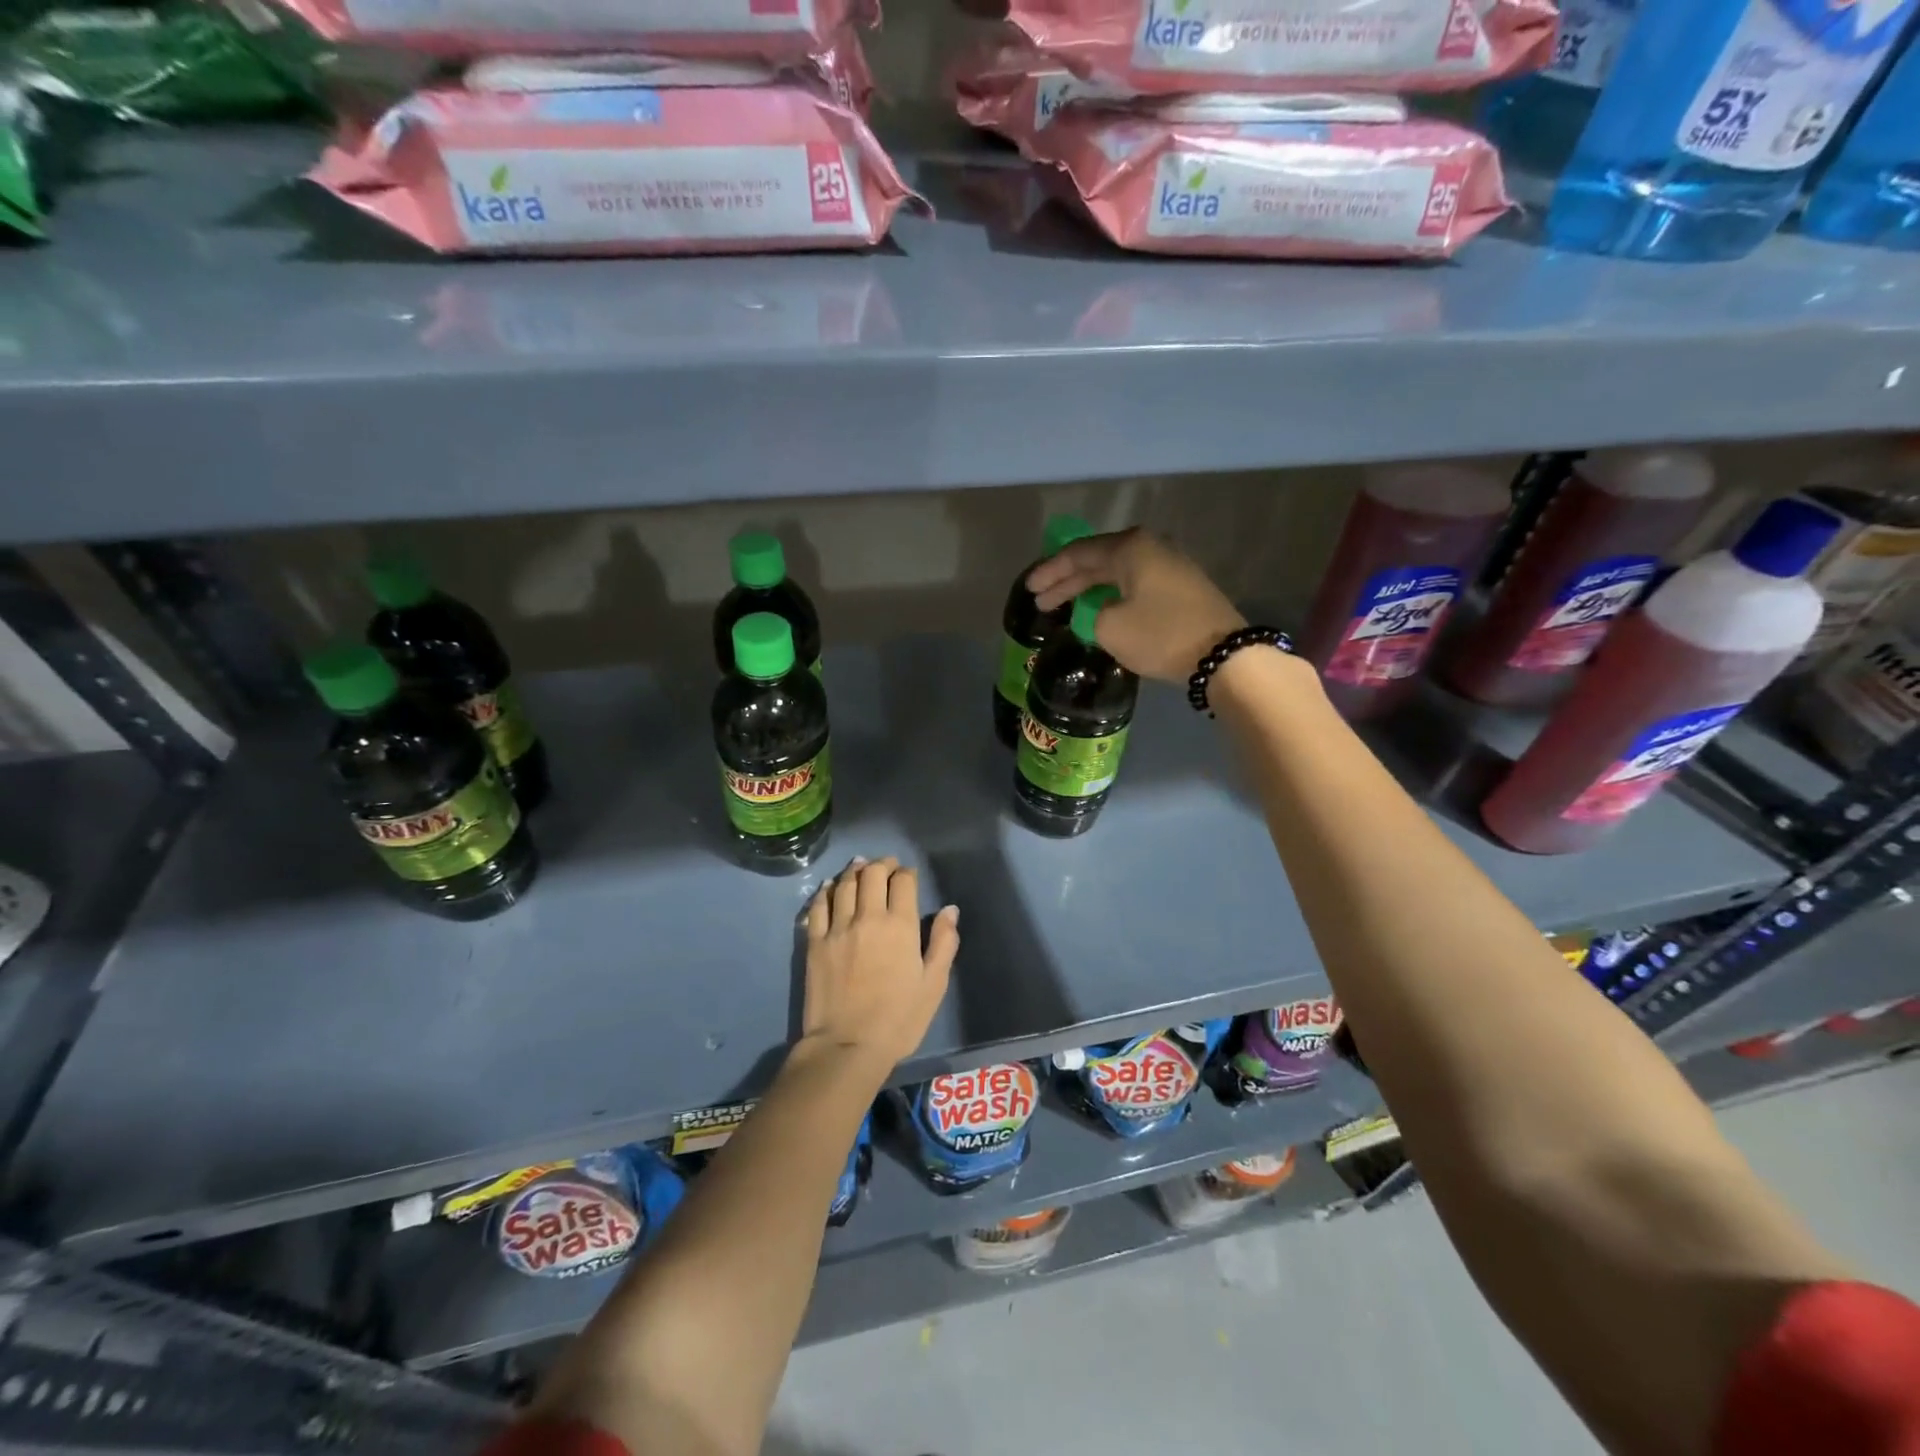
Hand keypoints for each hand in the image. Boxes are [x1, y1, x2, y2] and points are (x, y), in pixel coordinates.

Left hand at [800, 857, 958, 1073]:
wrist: (847, 1046)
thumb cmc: (899, 1019)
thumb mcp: (933, 984)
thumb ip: (944, 942)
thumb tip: (950, 910)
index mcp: (900, 925)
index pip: (903, 881)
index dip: (907, 873)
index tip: (909, 876)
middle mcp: (868, 917)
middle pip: (872, 874)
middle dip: (881, 865)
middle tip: (886, 866)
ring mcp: (838, 928)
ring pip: (844, 884)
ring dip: (854, 870)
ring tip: (860, 865)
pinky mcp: (814, 943)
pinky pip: (818, 906)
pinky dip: (825, 891)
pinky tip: (829, 887)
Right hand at [1028, 528, 1245, 683]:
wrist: (1224, 655)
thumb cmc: (1161, 634)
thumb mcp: (1110, 627)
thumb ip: (1093, 614)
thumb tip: (1103, 612)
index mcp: (1130, 547)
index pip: (1079, 553)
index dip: (1050, 572)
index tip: (1029, 589)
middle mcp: (1150, 547)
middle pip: (1098, 561)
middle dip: (1067, 581)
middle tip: (1041, 601)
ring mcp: (1170, 565)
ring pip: (1117, 573)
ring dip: (1089, 589)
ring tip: (1065, 606)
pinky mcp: (1181, 588)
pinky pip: (1135, 584)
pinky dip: (1111, 595)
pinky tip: (1099, 609)